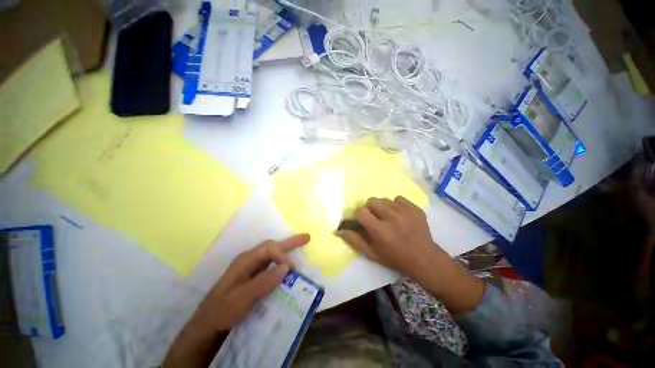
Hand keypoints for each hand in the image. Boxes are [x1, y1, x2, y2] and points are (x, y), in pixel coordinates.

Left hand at [164, 234, 309, 367]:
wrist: (206, 327)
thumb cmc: (221, 312)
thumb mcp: (240, 299)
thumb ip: (262, 282)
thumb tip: (286, 267)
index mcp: (245, 260)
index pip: (269, 249)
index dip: (282, 255)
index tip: (291, 270)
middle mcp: (249, 261)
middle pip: (272, 247)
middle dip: (290, 243)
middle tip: (306, 238)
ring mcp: (251, 269)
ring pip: (273, 255)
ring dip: (287, 250)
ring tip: (301, 246)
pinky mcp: (254, 278)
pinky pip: (271, 267)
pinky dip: (282, 264)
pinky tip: (289, 268)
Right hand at [337, 196, 439, 280]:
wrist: (424, 259)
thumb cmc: (395, 258)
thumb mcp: (372, 254)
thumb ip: (354, 240)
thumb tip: (339, 230)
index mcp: (380, 231)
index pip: (361, 211)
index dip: (358, 214)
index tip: (361, 220)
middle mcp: (392, 218)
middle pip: (371, 201)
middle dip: (369, 209)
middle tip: (374, 218)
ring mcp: (405, 211)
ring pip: (384, 199)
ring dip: (382, 207)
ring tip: (387, 217)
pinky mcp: (415, 208)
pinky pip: (398, 199)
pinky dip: (395, 205)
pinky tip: (399, 215)